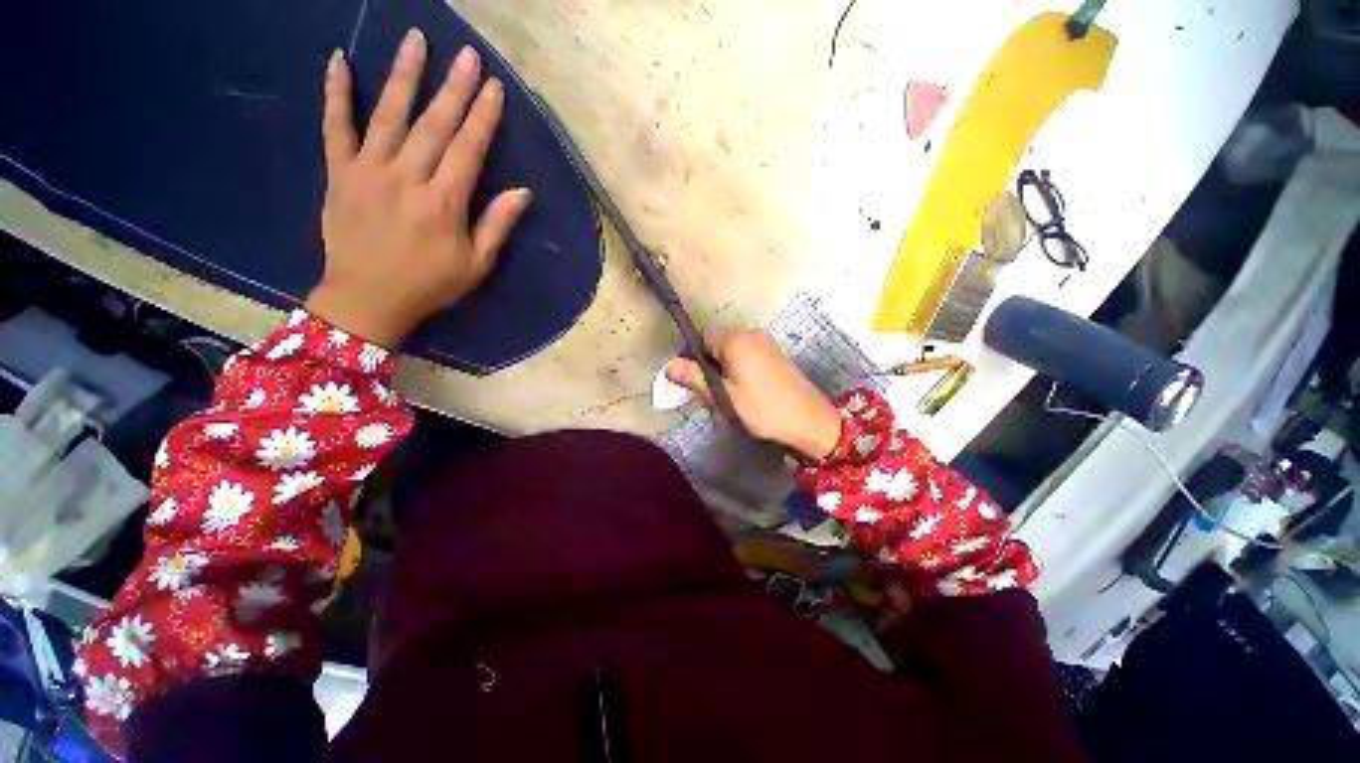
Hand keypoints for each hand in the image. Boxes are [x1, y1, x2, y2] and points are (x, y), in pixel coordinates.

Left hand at [306, 29, 531, 346]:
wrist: (367, 299)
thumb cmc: (429, 285)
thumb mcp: (476, 264)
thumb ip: (497, 225)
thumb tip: (523, 192)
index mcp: (444, 202)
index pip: (468, 149)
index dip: (483, 117)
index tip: (494, 87)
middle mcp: (407, 177)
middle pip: (434, 124)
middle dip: (454, 87)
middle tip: (468, 54)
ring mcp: (369, 170)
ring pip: (389, 114)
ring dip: (404, 75)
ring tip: (416, 40)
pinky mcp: (340, 173)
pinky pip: (336, 126)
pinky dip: (336, 93)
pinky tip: (339, 60)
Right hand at [666, 331, 842, 459]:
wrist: (811, 422)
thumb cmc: (763, 409)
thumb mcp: (724, 397)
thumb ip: (696, 378)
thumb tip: (669, 365)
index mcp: (735, 340)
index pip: (701, 337)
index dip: (692, 358)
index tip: (693, 382)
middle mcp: (750, 335)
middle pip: (716, 345)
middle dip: (708, 368)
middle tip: (711, 396)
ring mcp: (765, 344)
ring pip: (730, 354)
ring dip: (723, 373)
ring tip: (728, 399)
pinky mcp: (774, 355)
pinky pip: (746, 358)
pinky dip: (738, 373)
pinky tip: (744, 395)